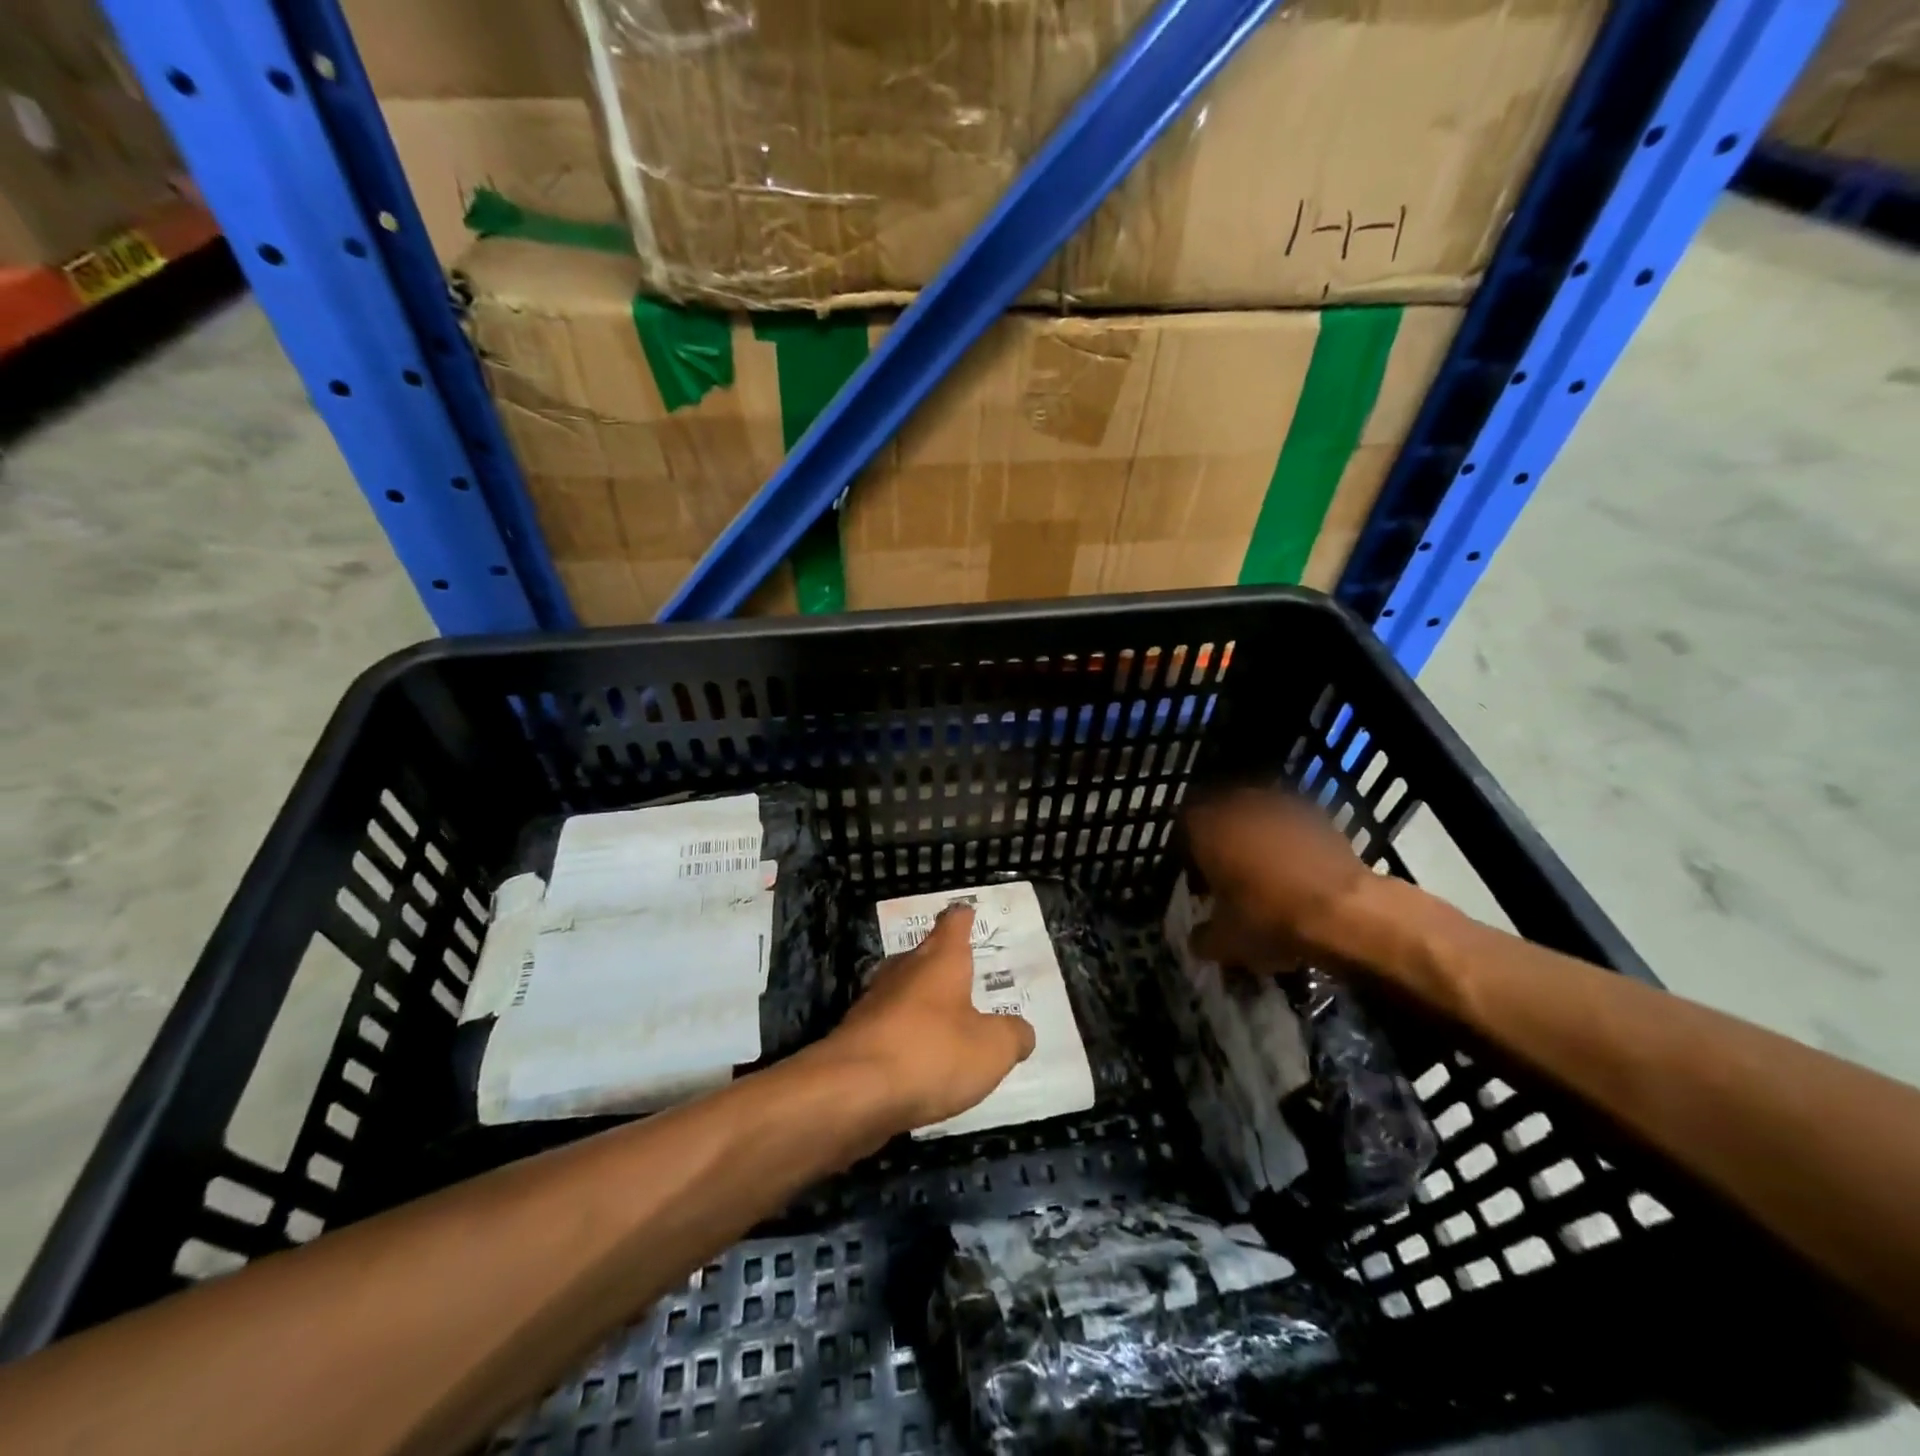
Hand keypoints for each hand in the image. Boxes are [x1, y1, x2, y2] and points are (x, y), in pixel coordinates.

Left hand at [826, 904, 1036, 1131]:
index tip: (966, 911)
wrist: (853, 1091)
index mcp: (940, 960)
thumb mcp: (992, 1049)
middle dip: (942, 961)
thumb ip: (1013, 1036)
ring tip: (944, 1017)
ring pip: (903, 990)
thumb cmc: (931, 1054)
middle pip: (924, 955)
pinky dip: (904, 1034)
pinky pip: (888, 1026)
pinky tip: (916, 1056)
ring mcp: (874, 1002)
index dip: (962, 918)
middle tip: (963, 971)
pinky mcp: (857, 1037)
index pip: (953, 924)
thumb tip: (1021, 1031)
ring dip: (921, 1000)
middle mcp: (904, 971)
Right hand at [1183, 788, 1372, 971]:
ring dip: (1257, 836)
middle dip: (1224, 838)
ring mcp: (1280, 805)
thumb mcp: (1226, 941)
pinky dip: (1289, 842)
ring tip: (1265, 870)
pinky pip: (1291, 825)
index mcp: (1206, 827)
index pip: (1185, 825)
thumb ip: (1203, 937)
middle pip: (1221, 814)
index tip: (1198, 876)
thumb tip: (1196, 940)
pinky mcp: (1317, 815)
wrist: (1346, 912)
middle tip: (1229, 871)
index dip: (1189, 850)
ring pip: (1258, 817)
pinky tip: (1297, 870)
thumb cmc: (1269, 919)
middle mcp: (1238, 806)